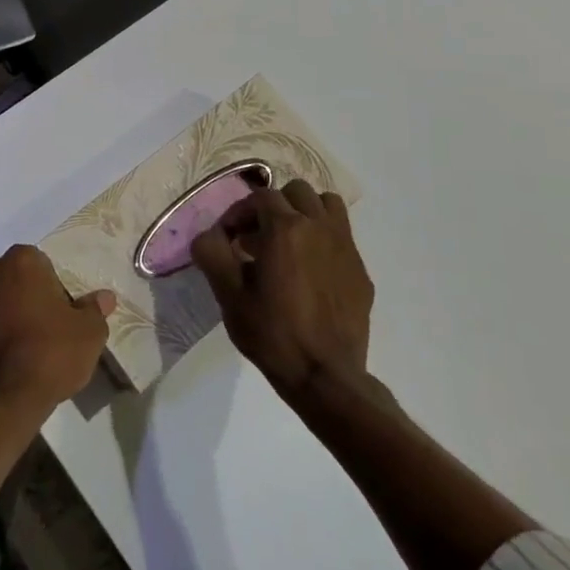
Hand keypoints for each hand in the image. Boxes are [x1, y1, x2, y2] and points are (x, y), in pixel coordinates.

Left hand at [0, 246, 115, 408]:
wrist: (4, 399)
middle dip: (20, 294)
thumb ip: (95, 309)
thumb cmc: (52, 354)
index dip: (51, 288)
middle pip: (10, 277)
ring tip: (13, 346)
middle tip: (38, 328)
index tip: (58, 314)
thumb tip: (104, 297)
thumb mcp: (89, 333)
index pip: (40, 264)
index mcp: (21, 261)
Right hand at [190, 180, 373, 402]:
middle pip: (296, 191)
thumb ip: (212, 253)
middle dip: (273, 206)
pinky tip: (310, 271)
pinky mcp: (360, 271)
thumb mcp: (228, 295)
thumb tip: (209, 235)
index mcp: (286, 228)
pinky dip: (323, 238)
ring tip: (288, 242)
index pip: (260, 197)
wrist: (326, 377)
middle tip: (257, 236)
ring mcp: (345, 248)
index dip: (239, 212)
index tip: (228, 238)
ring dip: (304, 213)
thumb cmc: (272, 333)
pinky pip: (342, 236)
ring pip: (326, 205)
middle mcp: (319, 227)